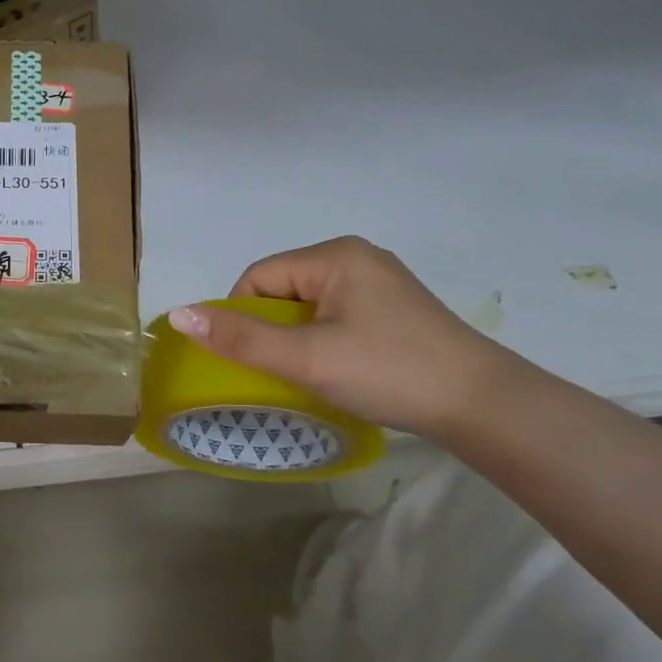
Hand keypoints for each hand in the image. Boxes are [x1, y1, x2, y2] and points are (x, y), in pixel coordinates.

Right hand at [167, 236, 513, 438]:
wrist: (482, 405)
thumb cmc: (387, 371)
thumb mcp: (305, 357)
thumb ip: (240, 338)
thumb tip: (178, 315)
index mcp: (334, 255)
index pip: (258, 277)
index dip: (243, 317)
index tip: (257, 360)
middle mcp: (356, 257)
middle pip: (283, 289)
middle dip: (274, 330)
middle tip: (288, 371)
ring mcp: (380, 282)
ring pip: (309, 306)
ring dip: (298, 339)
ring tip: (315, 374)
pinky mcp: (395, 308)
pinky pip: (336, 315)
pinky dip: (324, 341)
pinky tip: (342, 369)